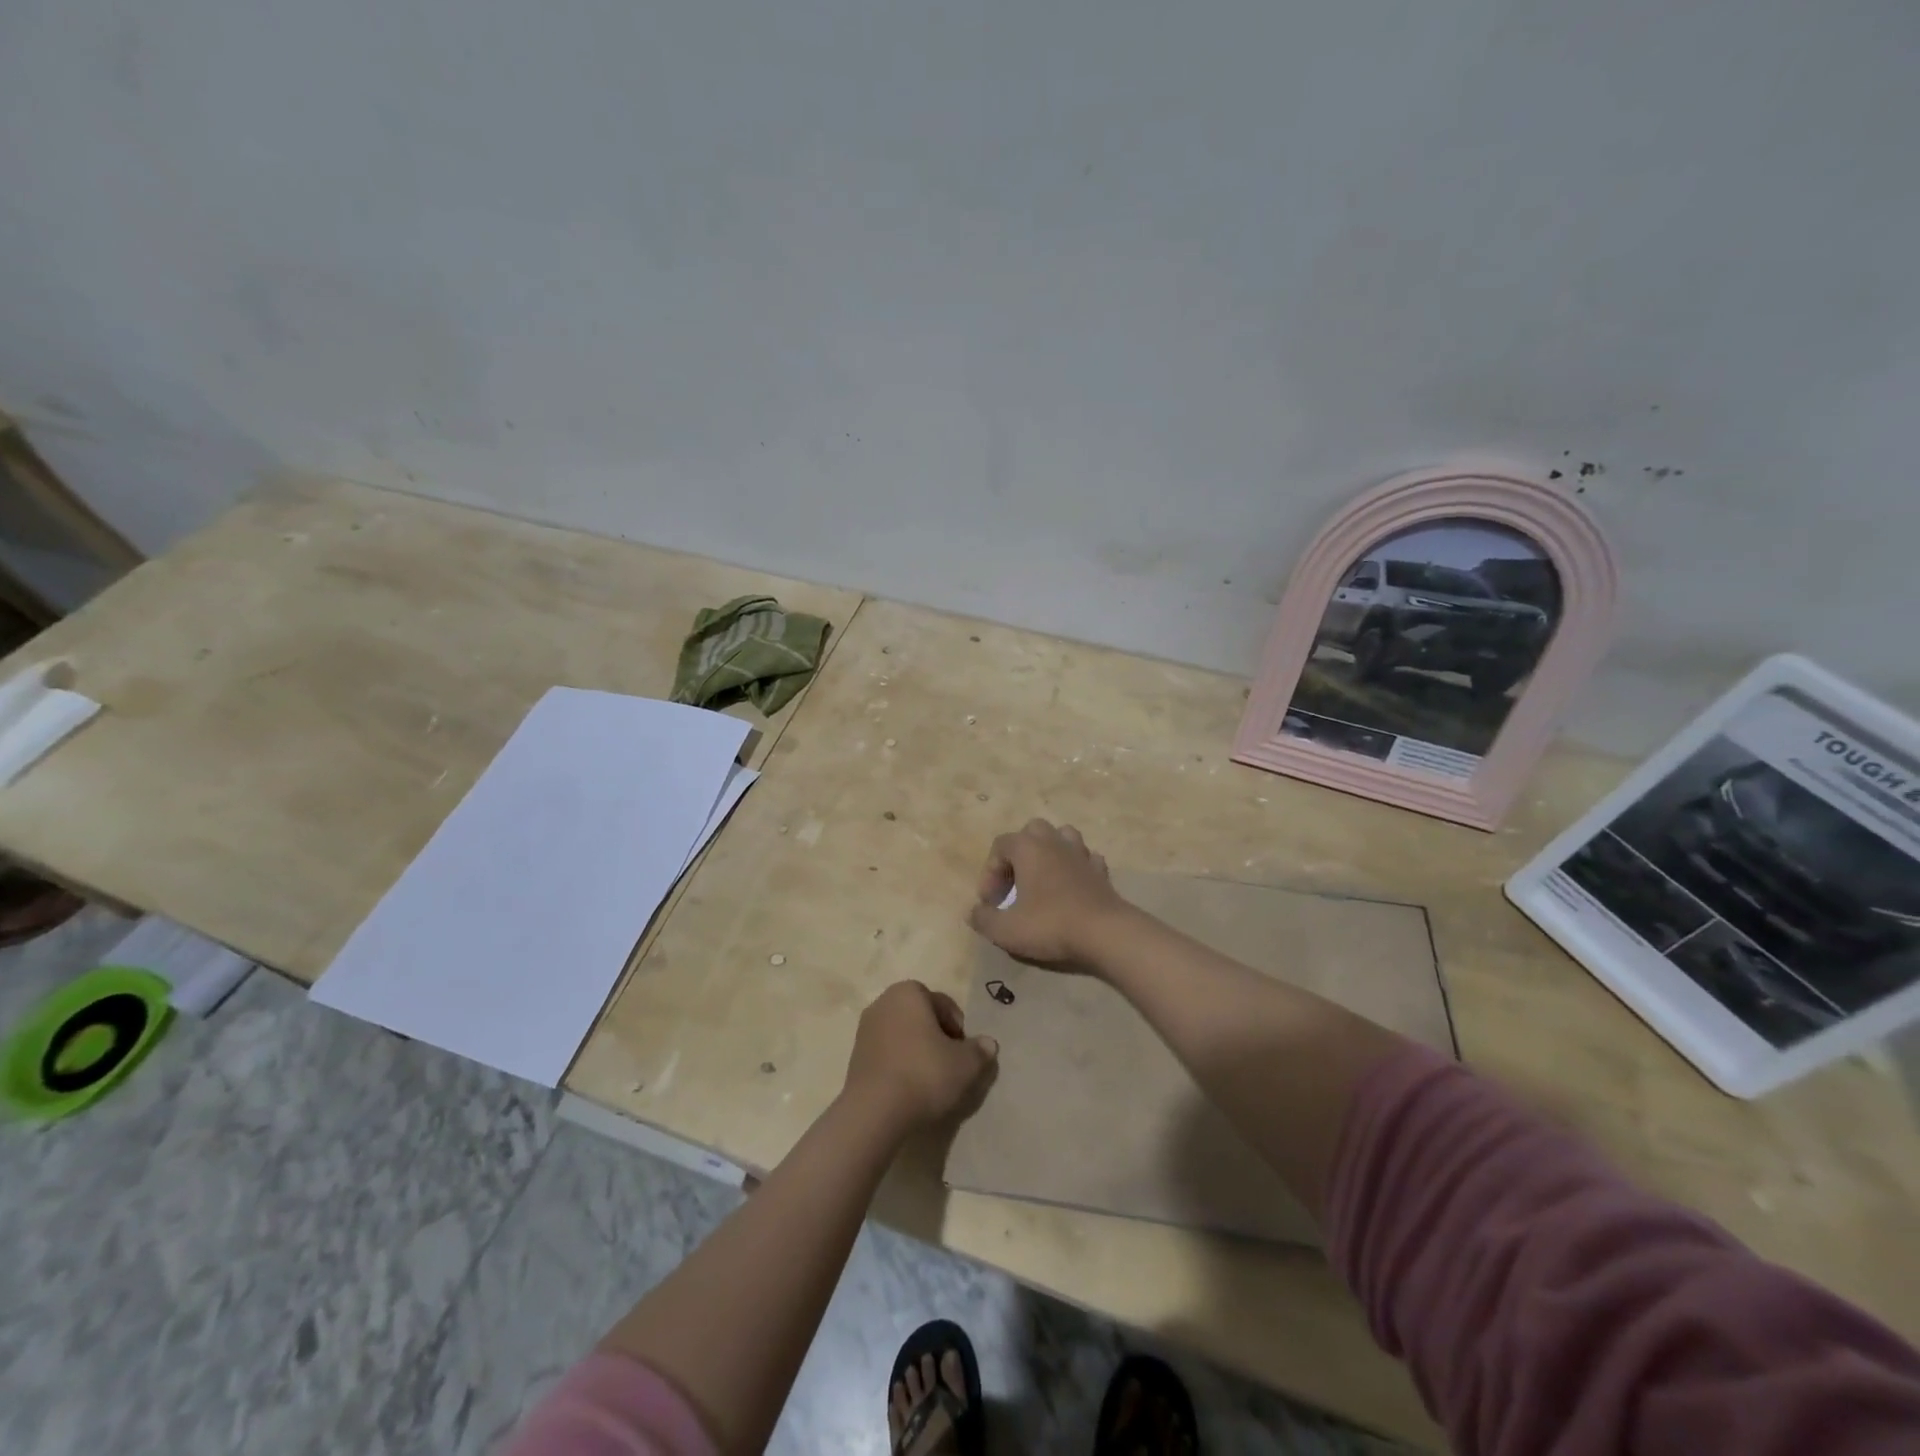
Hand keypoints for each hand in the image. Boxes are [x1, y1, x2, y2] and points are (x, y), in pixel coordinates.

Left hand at [842, 981, 998, 1130]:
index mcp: (909, 993)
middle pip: (921, 1017)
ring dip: (918, 1051)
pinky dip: (901, 1064)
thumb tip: (988, 1044)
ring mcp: (865, 1029)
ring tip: (931, 1079)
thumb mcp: (965, 1064)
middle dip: (937, 1037)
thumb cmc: (924, 1074)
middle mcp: (884, 1002)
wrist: (875, 1111)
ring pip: (903, 1035)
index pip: (943, 1004)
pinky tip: (910, 1088)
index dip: (958, 1028)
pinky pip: (888, 1053)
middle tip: (951, 1064)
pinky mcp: (855, 1056)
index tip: (963, 1053)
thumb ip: (980, 1050)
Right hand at [967, 819, 1128, 964]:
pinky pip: (1086, 858)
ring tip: (1043, 878)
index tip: (990, 902)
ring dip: (1049, 852)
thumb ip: (984, 919)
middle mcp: (1054, 842)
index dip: (989, 872)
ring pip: (1063, 836)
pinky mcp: (1101, 871)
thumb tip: (974, 912)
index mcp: (1028, 848)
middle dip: (1019, 853)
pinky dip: (1076, 867)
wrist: (1105, 933)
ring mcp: (1081, 854)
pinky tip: (1072, 886)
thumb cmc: (1050, 924)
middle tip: (1014, 884)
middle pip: (1032, 831)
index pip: (1000, 845)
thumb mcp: (1006, 929)